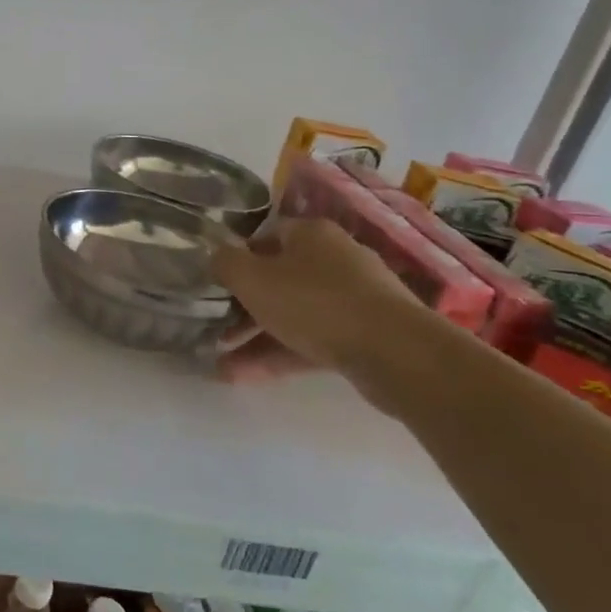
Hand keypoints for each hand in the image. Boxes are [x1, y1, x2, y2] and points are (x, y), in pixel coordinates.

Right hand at [211, 218, 425, 384]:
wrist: (396, 352)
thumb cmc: (314, 302)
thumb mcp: (251, 278)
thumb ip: (224, 263)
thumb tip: (216, 257)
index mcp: (310, 235)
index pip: (264, 237)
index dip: (236, 259)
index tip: (215, 284)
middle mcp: (335, 259)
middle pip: (278, 278)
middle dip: (243, 307)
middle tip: (215, 328)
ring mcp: (354, 299)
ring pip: (293, 315)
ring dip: (255, 338)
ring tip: (220, 364)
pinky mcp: (364, 335)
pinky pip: (312, 341)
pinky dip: (280, 355)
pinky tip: (244, 377)